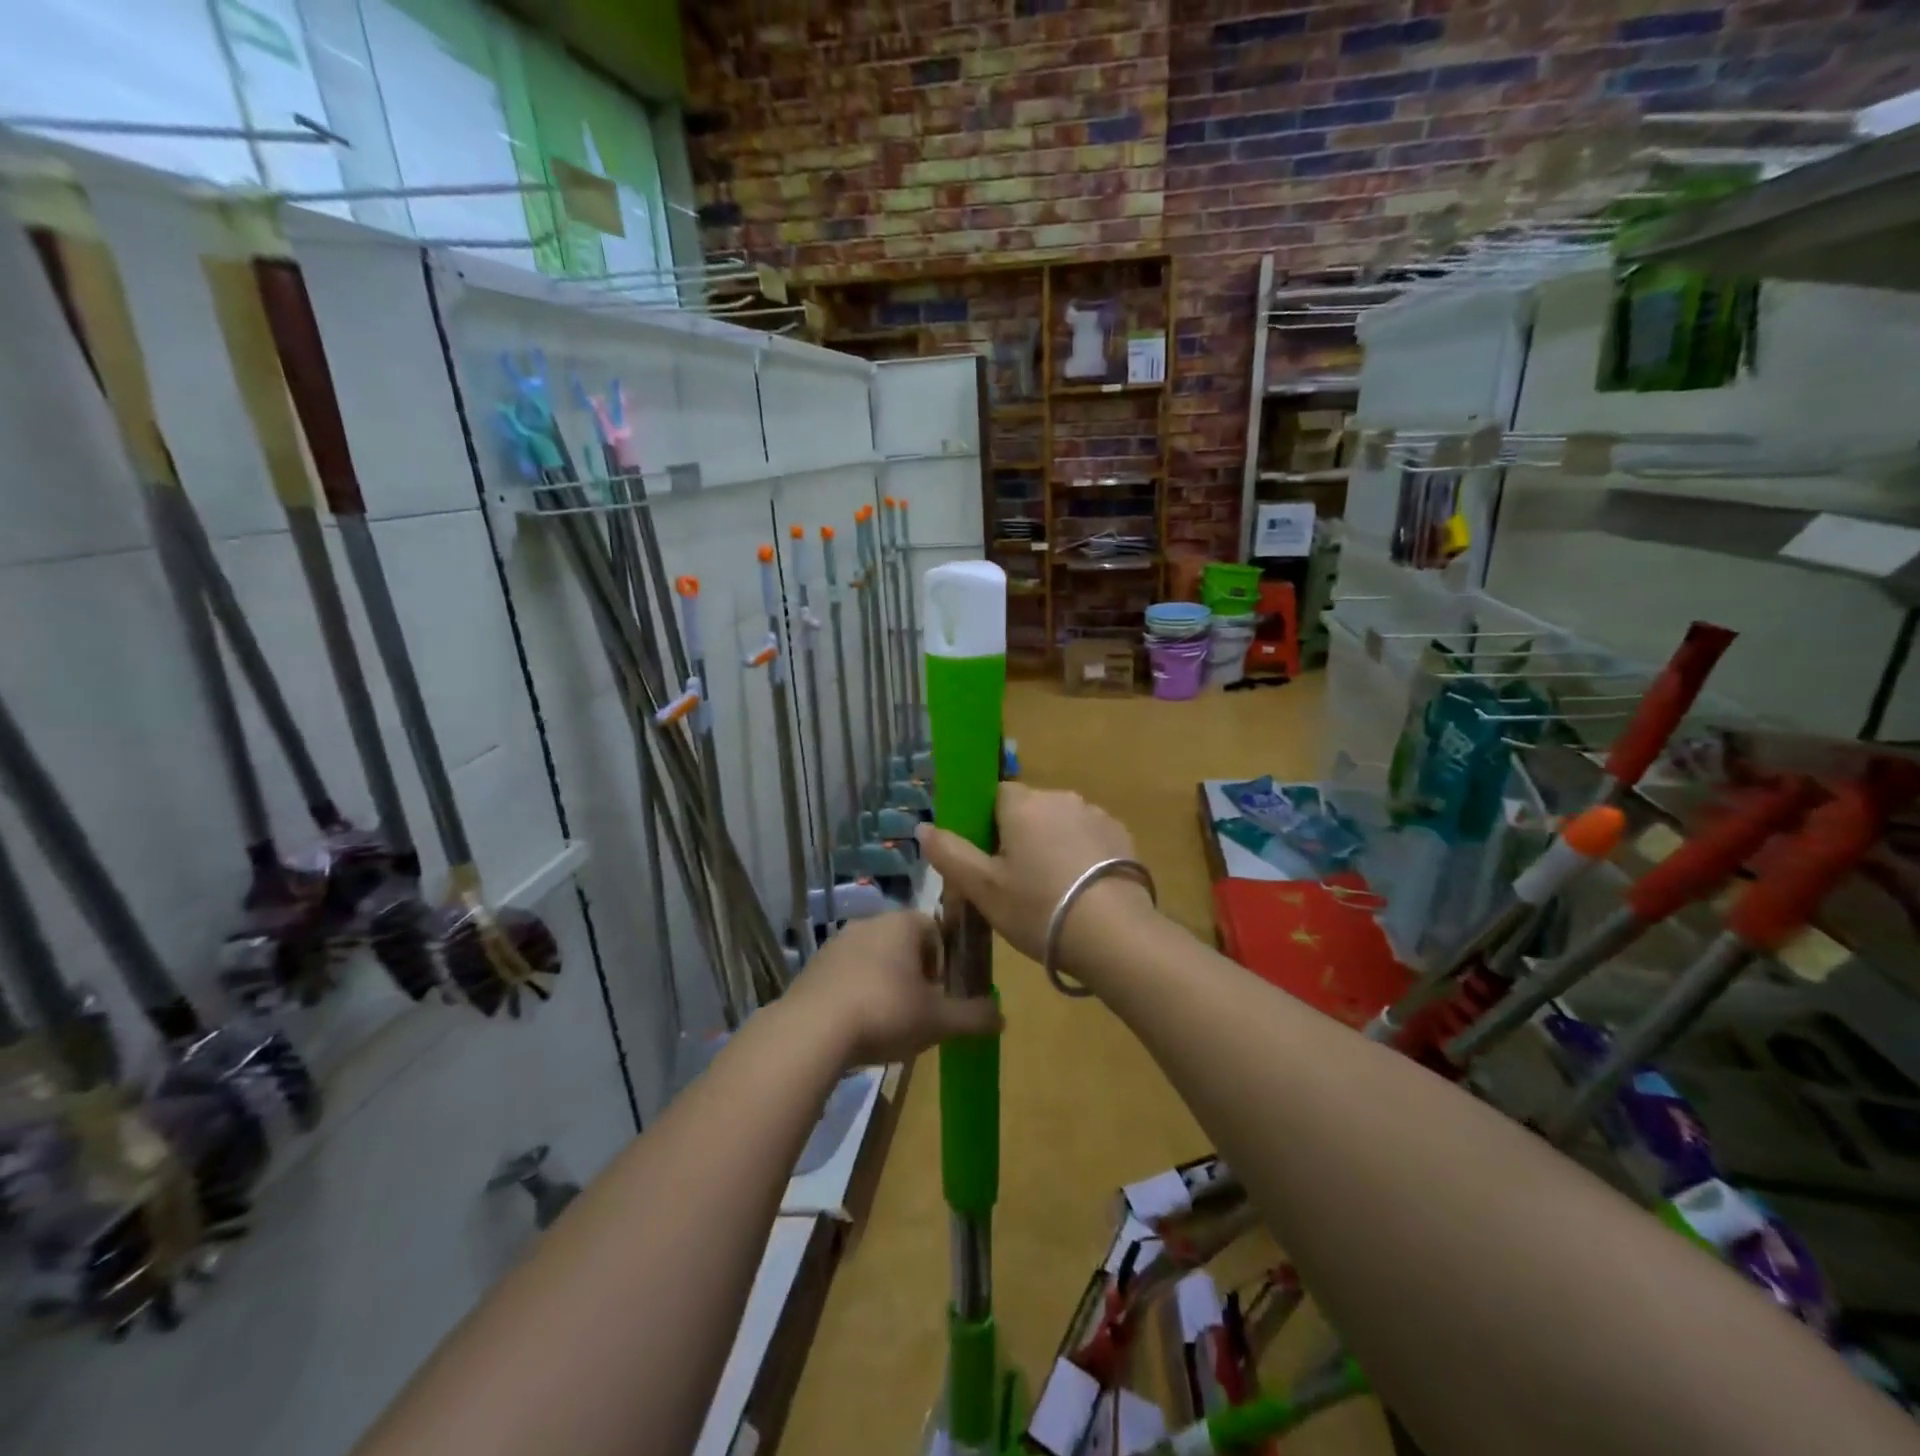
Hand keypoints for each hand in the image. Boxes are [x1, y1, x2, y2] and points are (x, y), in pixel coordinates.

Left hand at [786, 911, 1000, 1067]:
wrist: (811, 1031)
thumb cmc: (886, 1012)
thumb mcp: (939, 1020)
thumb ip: (974, 1016)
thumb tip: (1002, 1017)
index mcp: (903, 923)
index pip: (935, 928)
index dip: (945, 960)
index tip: (943, 992)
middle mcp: (870, 923)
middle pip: (904, 944)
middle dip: (916, 974)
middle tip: (921, 1011)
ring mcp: (837, 944)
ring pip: (874, 960)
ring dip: (886, 984)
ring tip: (889, 1024)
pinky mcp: (814, 967)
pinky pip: (847, 976)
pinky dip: (857, 995)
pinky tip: (858, 1028)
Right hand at [916, 783, 1156, 971]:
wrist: (1114, 935)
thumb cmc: (1038, 908)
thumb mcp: (983, 888)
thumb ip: (950, 854)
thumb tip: (923, 827)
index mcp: (1023, 804)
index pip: (996, 795)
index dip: (987, 824)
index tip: (988, 859)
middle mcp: (1060, 798)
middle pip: (1030, 809)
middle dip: (1021, 836)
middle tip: (1016, 882)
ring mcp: (1096, 814)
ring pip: (1061, 823)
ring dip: (1053, 844)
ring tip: (1053, 891)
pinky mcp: (1122, 836)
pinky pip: (1089, 838)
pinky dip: (1082, 855)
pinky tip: (1082, 891)